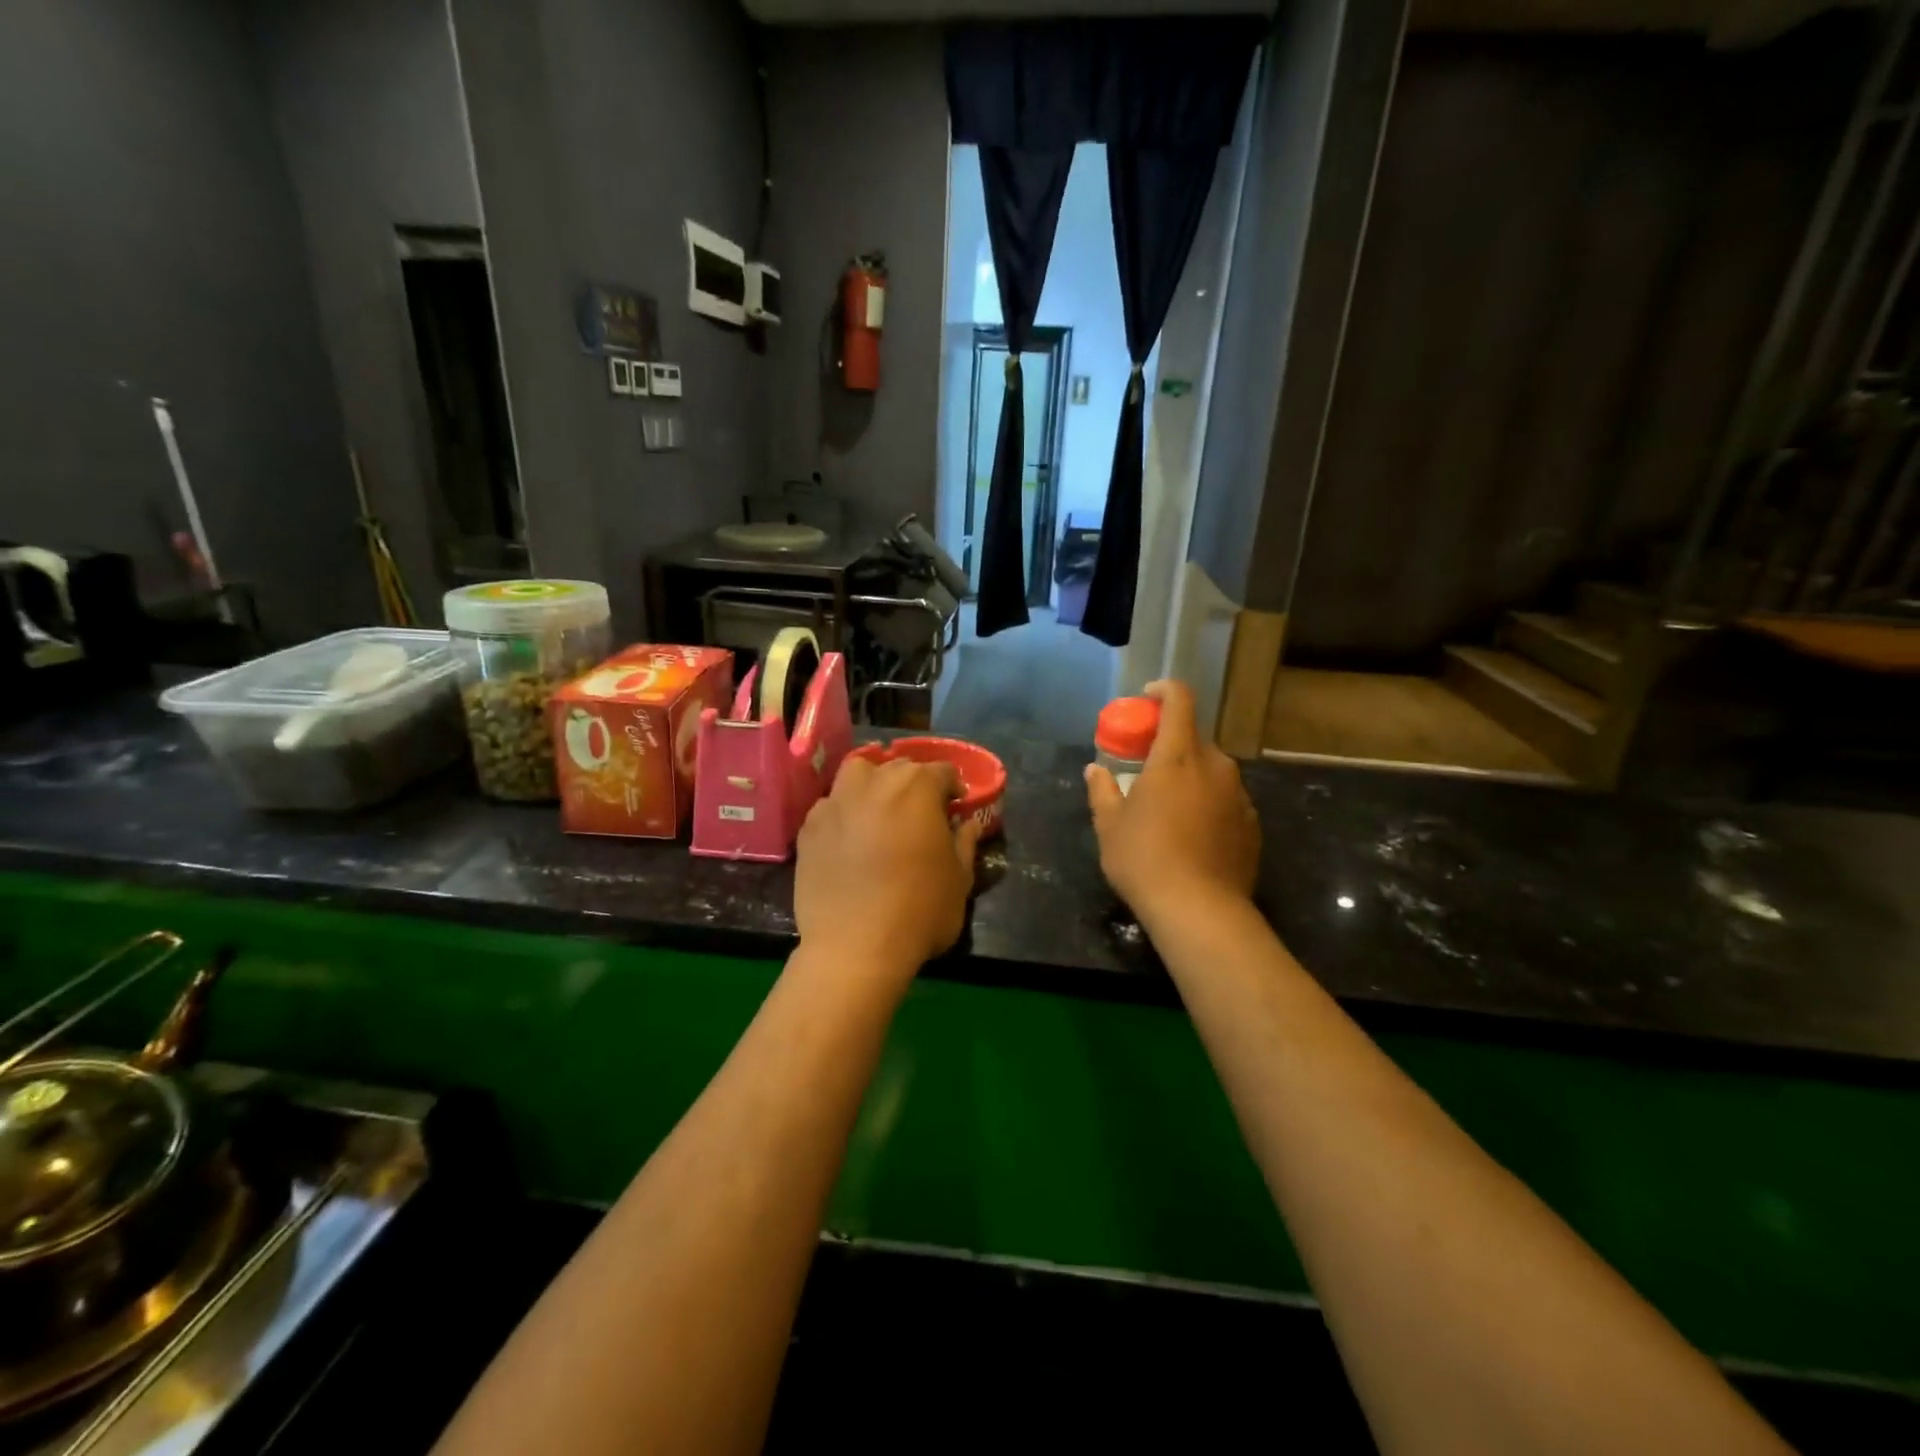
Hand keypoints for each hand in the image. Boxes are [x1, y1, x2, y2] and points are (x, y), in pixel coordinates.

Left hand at [795, 755, 980, 978]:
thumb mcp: (960, 880)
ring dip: (872, 784)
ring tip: (879, 811)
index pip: (942, 771)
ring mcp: (836, 802)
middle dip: (914, 784)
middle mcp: (874, 783)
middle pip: (899, 768)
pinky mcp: (809, 827)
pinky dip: (844, 813)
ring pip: (857, 774)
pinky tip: (849, 838)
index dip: (953, 788)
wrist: (855, 947)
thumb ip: (965, 843)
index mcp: (917, 788)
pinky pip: (830, 806)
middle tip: (920, 813)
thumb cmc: (919, 911)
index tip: (956, 808)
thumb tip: (967, 825)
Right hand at [1085, 680, 1259, 924]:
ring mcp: (1238, 795)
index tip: (1146, 698)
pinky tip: (1192, 833)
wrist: (1200, 911)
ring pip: (1212, 770)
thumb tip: (1094, 770)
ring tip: (1169, 805)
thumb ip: (1102, 790)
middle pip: (1194, 737)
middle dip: (1170, 742)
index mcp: (1177, 756)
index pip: (1179, 700)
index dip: (1163, 690)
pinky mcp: (1251, 824)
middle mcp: (1215, 766)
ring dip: (1190, 775)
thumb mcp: (1109, 825)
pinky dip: (1208, 802)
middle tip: (1146, 765)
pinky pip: (1226, 798)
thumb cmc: (1144, 859)